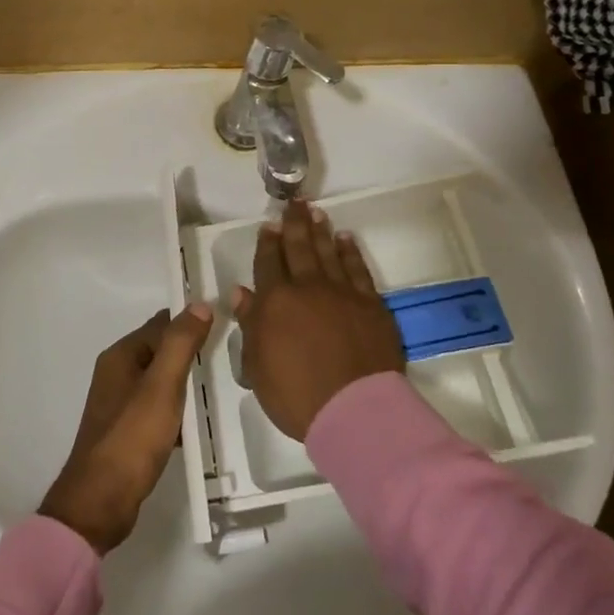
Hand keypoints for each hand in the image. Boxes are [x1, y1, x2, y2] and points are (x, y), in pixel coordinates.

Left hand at [40, 304, 214, 552]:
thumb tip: (200, 304)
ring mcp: (119, 404)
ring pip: (161, 382)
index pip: (161, 324)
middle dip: (191, 354)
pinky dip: (177, 412)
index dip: (191, 322)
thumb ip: (180, 344)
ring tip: (221, 389)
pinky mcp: (126, 431)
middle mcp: (117, 373)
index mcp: (121, 356)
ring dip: (186, 384)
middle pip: (161, 351)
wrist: (100, 501)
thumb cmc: (132, 438)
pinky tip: (198, 425)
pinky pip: (158, 409)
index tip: (226, 326)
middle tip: (230, 358)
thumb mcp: (162, 386)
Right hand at [235, 200, 405, 441]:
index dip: (267, 244)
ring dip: (320, 231)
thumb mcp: (258, 366)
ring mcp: (342, 293)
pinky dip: (350, 251)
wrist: (355, 411)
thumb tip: (242, 293)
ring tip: (316, 212)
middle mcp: (308, 288)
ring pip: (328, 252)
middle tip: (295, 203)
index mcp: (275, 302)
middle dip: (294, 225)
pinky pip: (358, 269)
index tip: (269, 226)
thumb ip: (250, 325)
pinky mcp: (371, 304)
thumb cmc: (296, 395)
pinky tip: (345, 239)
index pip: (268, 264)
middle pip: (299, 248)